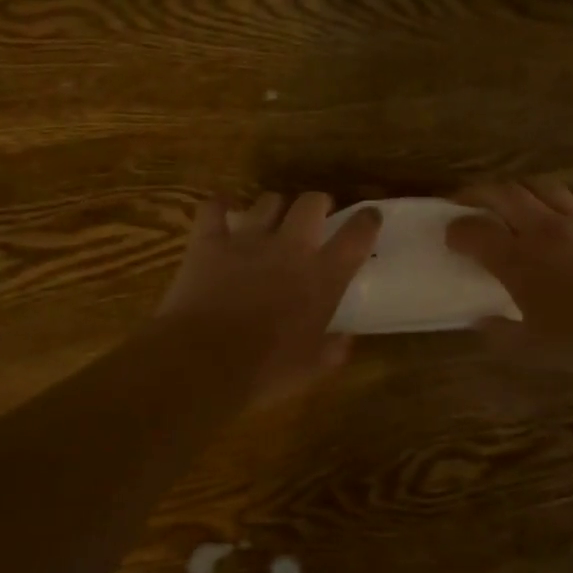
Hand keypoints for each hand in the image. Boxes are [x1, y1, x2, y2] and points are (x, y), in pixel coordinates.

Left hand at [154, 192, 382, 405]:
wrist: (204, 362)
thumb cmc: (265, 370)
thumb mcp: (311, 369)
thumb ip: (333, 350)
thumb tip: (345, 340)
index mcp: (322, 277)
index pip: (357, 235)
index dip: (366, 220)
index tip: (369, 216)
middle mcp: (290, 247)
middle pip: (311, 203)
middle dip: (318, 204)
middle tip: (316, 216)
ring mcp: (248, 239)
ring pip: (268, 201)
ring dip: (274, 208)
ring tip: (271, 220)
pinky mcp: (209, 241)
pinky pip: (213, 207)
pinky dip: (218, 206)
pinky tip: (221, 210)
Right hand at [445, 180, 572, 367]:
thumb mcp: (534, 350)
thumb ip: (501, 334)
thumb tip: (482, 322)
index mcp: (518, 259)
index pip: (474, 230)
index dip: (457, 229)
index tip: (450, 234)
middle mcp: (545, 230)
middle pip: (504, 192)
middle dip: (478, 192)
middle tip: (468, 201)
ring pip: (543, 187)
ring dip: (521, 190)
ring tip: (514, 202)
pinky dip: (563, 214)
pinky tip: (568, 233)